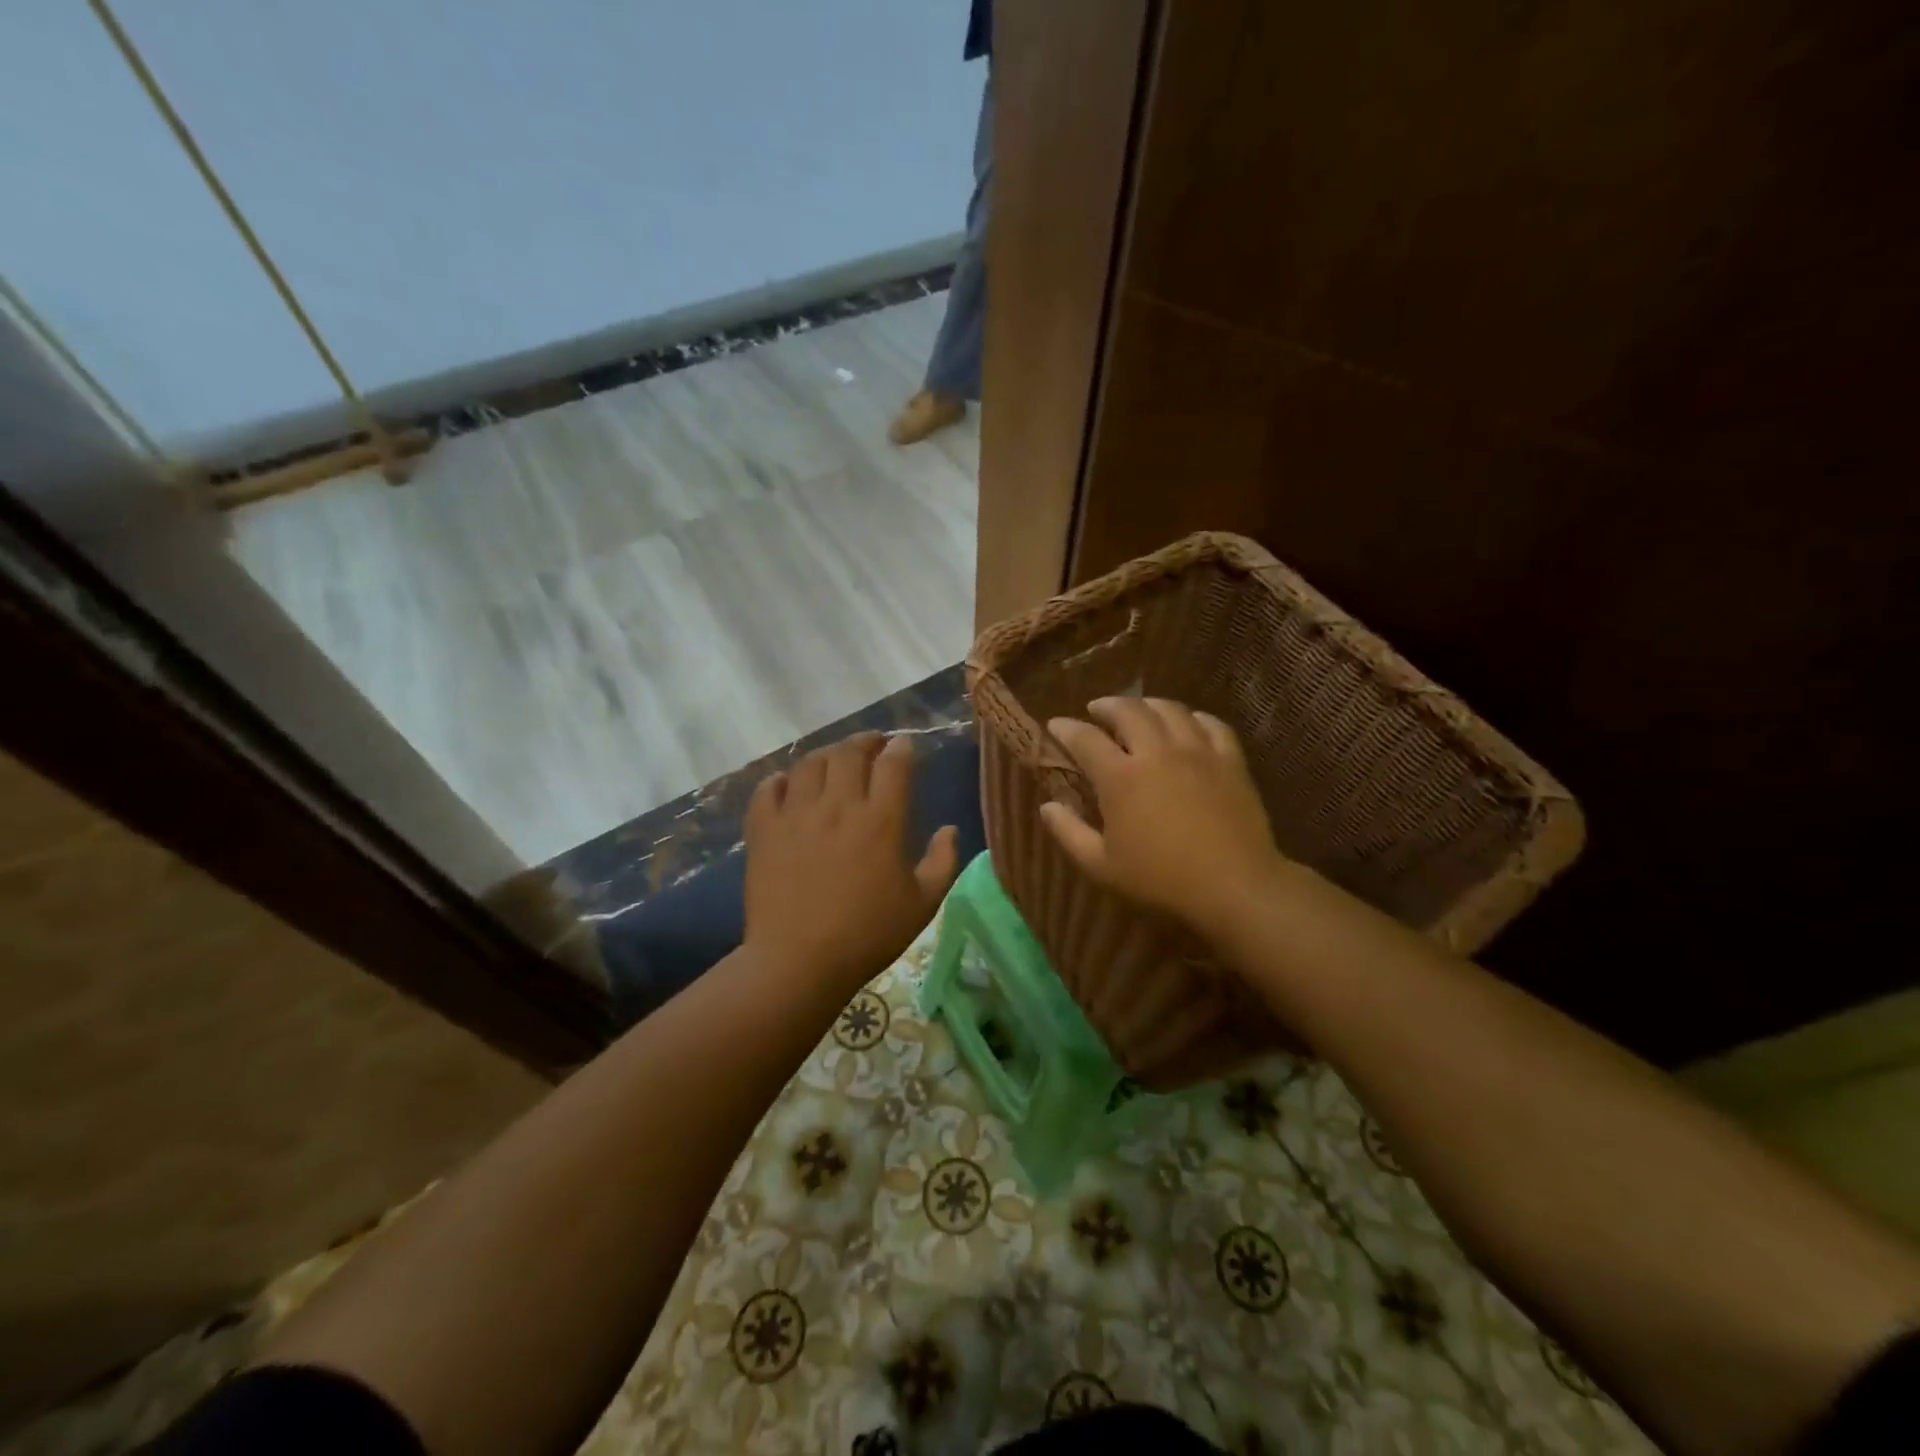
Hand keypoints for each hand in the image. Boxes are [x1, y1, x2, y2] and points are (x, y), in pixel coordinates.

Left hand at [744, 732, 959, 990]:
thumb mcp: (923, 904)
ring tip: (834, 760)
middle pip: (850, 752)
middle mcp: (839, 806)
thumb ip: (943, 862)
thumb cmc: (869, 935)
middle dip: (865, 740)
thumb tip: (950, 829)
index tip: (904, 745)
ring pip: (810, 763)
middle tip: (873, 744)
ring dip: (826, 754)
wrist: (800, 961)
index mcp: (882, 821)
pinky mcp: (764, 830)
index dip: (901, 748)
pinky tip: (788, 783)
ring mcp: (797, 814)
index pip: (894, 764)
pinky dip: (780, 779)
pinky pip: (767, 789)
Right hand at [1040, 698, 1282, 933]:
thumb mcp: (1101, 866)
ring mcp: (1197, 752)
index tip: (1056, 725)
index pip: (1085, 738)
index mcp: (1121, 777)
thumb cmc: (1160, 880)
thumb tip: (1046, 806)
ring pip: (1170, 710)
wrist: (1234, 886)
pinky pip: (1211, 724)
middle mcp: (1156, 752)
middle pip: (1128, 711)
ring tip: (1139, 710)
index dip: (1066, 728)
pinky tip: (1188, 724)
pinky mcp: (1230, 760)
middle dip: (1107, 706)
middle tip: (1097, 710)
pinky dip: (1193, 718)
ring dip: (1147, 704)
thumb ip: (1069, 833)